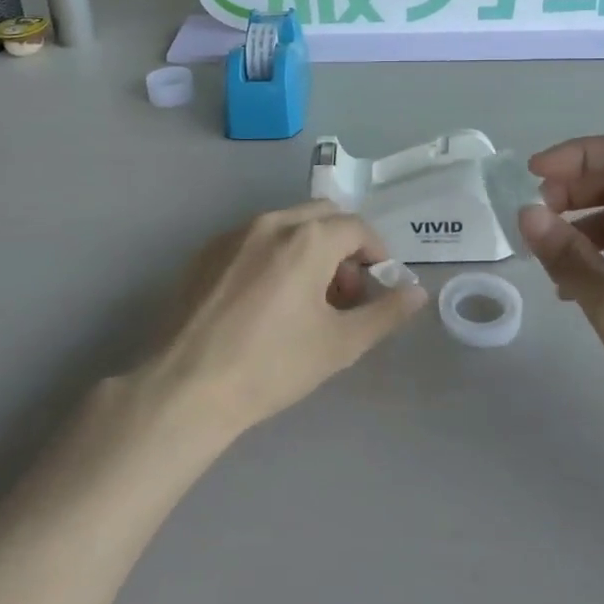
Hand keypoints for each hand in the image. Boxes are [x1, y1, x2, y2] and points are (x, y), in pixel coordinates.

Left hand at [146, 201, 426, 437]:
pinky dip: (275, 254)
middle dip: (343, 246)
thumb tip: (417, 291)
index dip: (376, 254)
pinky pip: (254, 238)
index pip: (357, 228)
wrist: (186, 387)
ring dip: (310, 248)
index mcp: (307, 238)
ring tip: (306, 300)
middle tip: (343, 294)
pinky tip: (265, 300)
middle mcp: (271, 222)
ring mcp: (233, 233)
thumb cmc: (271, 366)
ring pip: (287, 224)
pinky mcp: (206, 251)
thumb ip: (385, 313)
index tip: (375, 288)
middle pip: (323, 216)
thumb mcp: (340, 344)